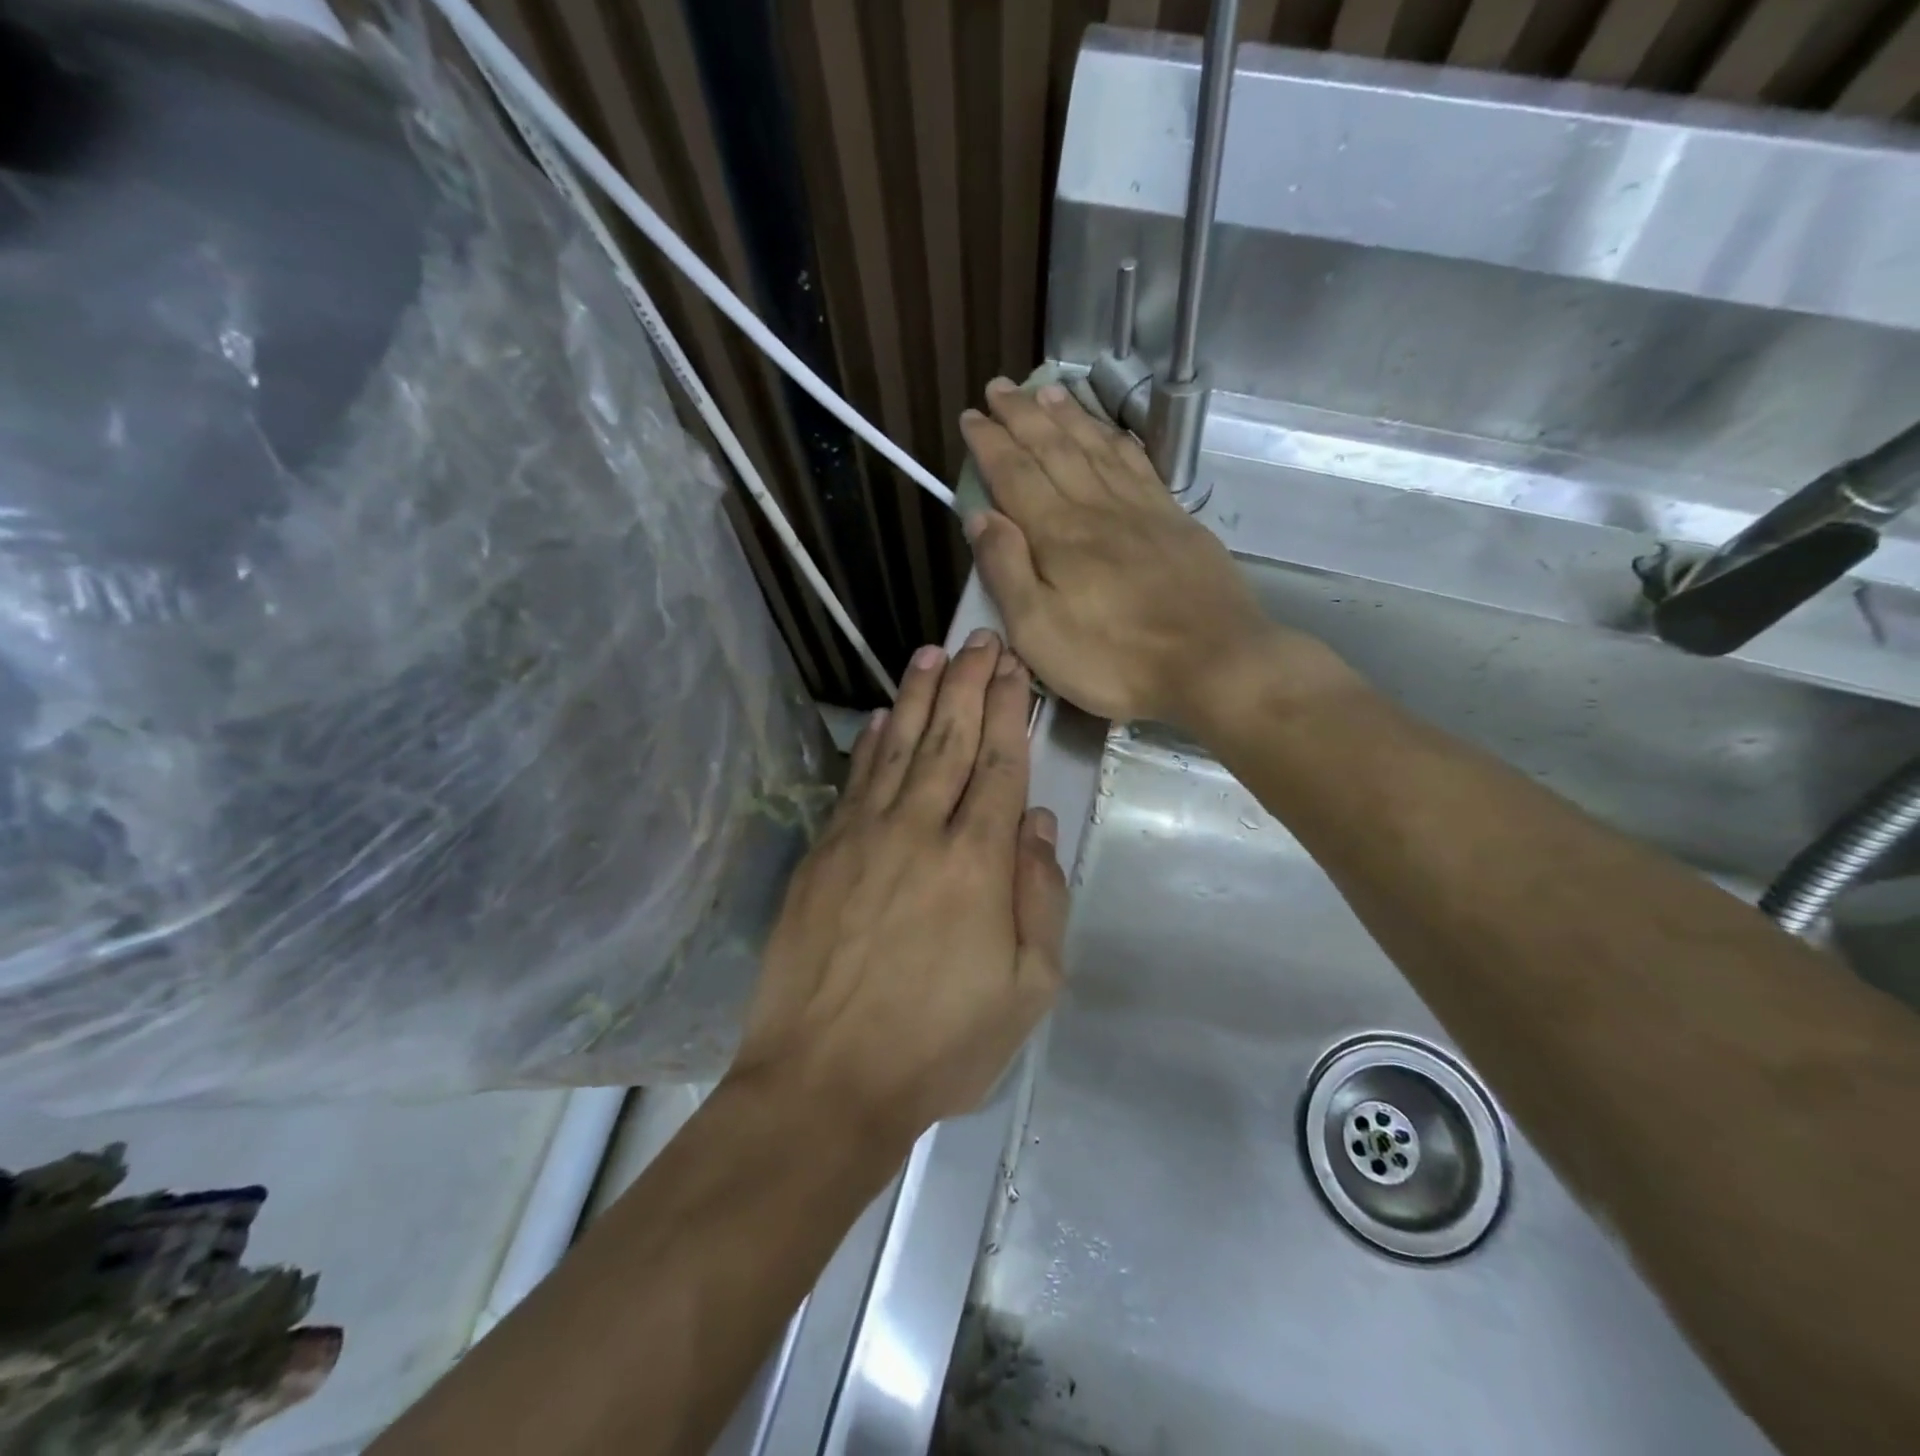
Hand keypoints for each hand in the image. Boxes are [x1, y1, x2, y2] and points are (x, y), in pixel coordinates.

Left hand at [729, 630, 1066, 1148]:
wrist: (824, 1083)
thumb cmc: (939, 1046)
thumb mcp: (1027, 990)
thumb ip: (1041, 898)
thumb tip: (1037, 823)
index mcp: (977, 863)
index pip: (999, 765)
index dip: (1008, 710)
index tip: (1014, 667)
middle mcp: (919, 832)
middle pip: (950, 740)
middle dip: (968, 684)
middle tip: (979, 639)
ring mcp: (863, 838)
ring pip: (899, 748)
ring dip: (919, 697)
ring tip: (933, 654)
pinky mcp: (822, 855)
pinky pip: (854, 782)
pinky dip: (870, 744)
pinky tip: (881, 717)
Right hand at [958, 378, 1314, 727]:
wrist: (1214, 663)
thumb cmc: (1115, 660)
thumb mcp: (1039, 632)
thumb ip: (1006, 570)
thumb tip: (980, 516)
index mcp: (1058, 534)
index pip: (1015, 474)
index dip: (990, 443)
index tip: (971, 416)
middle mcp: (1097, 507)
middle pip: (1054, 448)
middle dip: (1023, 415)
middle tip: (1001, 387)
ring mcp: (1141, 510)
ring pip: (1096, 447)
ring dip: (1068, 416)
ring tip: (1048, 391)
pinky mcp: (1175, 520)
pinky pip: (1139, 465)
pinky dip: (1117, 440)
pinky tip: (1109, 432)